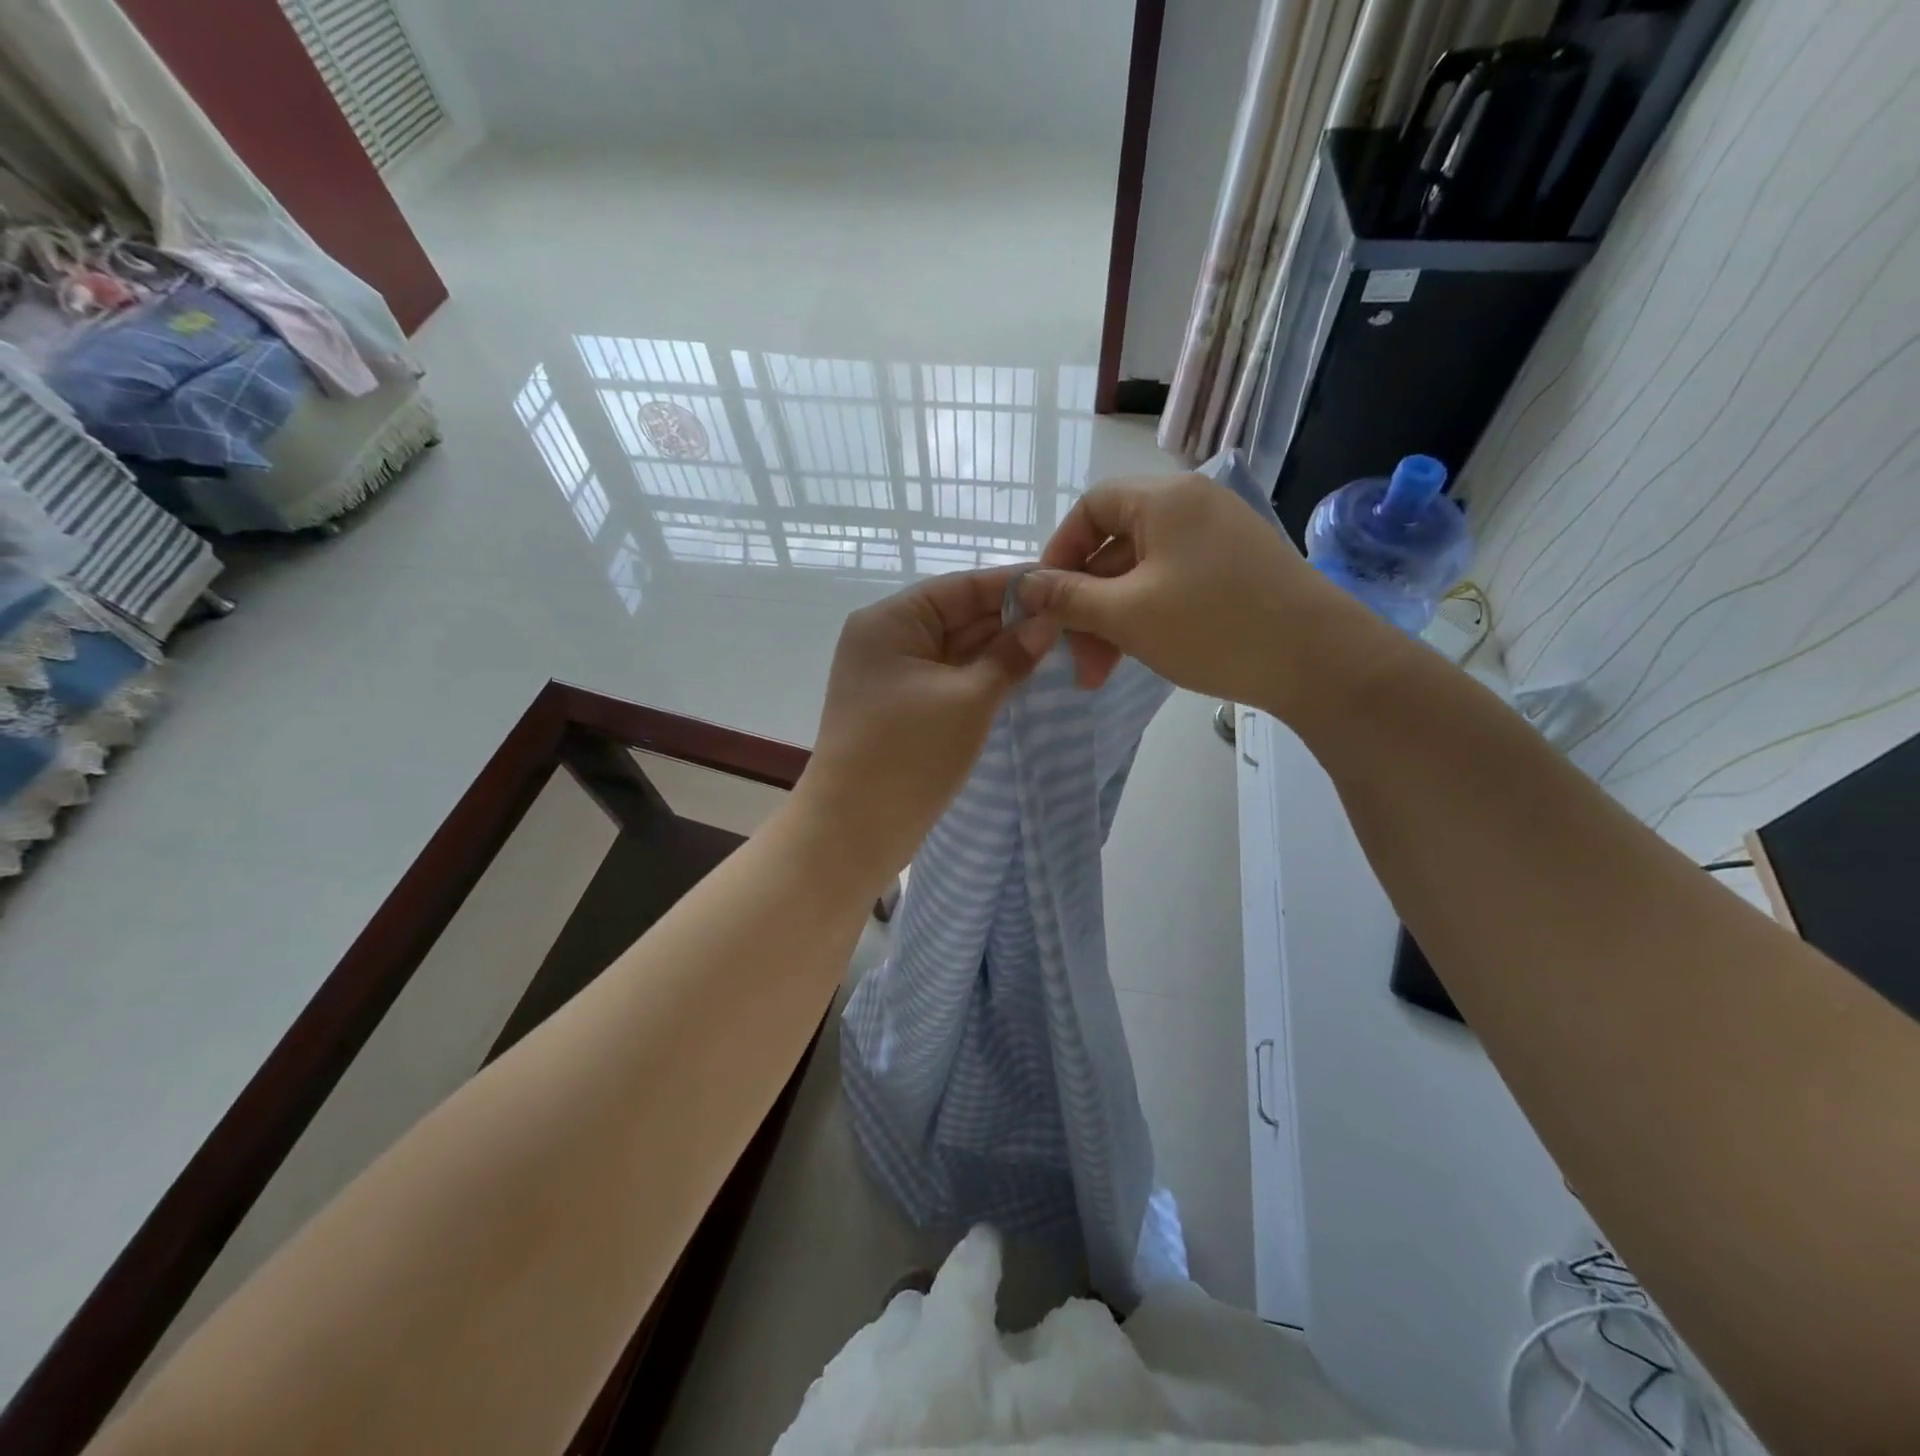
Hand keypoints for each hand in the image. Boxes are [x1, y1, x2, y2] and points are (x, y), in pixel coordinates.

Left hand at [793, 568, 1057, 890]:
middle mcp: (887, 639)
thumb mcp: (969, 699)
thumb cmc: (909, 755)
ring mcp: (892, 676)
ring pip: (955, 650)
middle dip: (1011, 621)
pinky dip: (981, 678)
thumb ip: (1010, 656)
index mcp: (891, 621)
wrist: (854, 830)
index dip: (1013, 586)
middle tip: (1072, 622)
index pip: (961, 587)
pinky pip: (948, 679)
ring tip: (1059, 647)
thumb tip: (1048, 622)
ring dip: (1000, 651)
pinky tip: (1022, 676)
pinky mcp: (901, 708)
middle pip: (958, 616)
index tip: (1064, 586)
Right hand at [1019, 472, 1368, 711]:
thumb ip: (1068, 598)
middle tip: (1071, 654)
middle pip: (1115, 544)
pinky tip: (1138, 655)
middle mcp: (1192, 506)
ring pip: (1143, 572)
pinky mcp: (1237, 570)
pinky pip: (1173, 584)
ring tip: (1098, 672)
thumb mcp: (1126, 615)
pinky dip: (1147, 616)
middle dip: (1085, 601)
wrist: (1321, 661)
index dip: (1059, 552)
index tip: (1044, 600)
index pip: (1091, 507)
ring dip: (1113, 618)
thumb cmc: (1213, 627)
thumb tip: (1024, 585)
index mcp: (1164, 499)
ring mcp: (1219, 538)